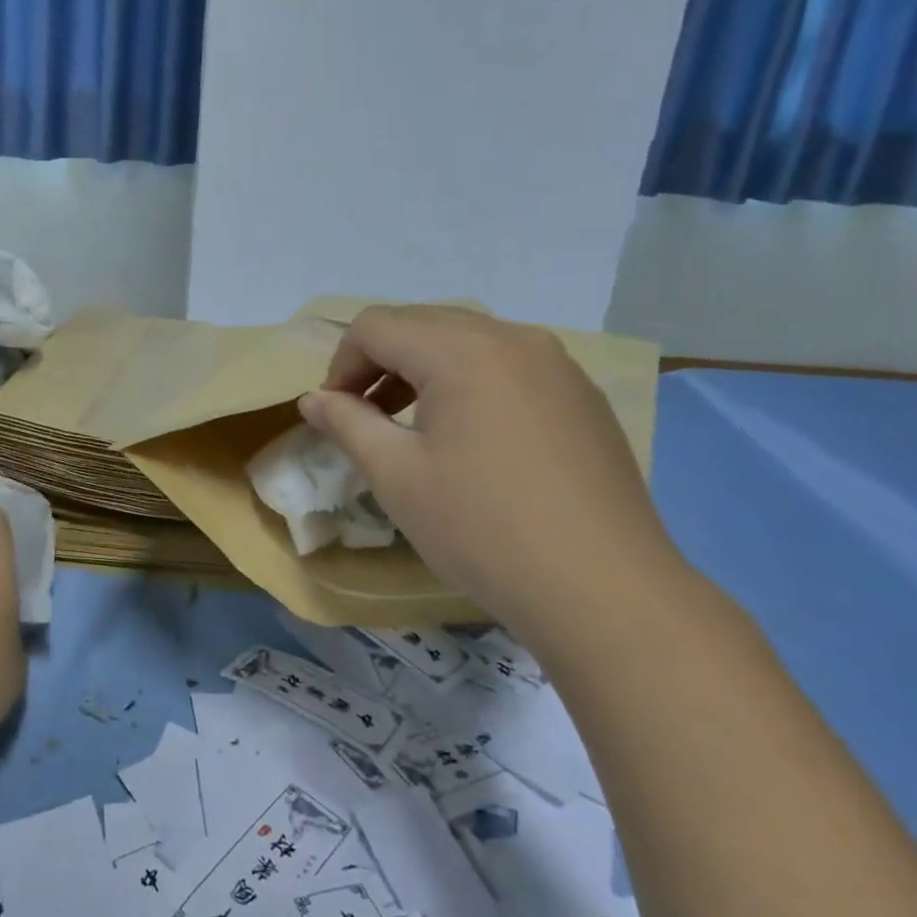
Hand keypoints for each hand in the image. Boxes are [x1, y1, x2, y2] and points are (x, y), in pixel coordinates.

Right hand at [299, 306, 682, 633]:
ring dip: (423, 370)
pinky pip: (508, 365)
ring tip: (412, 426)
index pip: (377, 325)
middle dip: (380, 363)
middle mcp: (513, 339)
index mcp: (463, 350)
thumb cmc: (482, 529)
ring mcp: (557, 364)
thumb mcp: (396, 476)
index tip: (334, 414)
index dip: (341, 364)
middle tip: (364, 418)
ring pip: (467, 341)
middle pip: (422, 324)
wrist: (604, 592)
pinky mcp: (581, 396)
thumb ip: (346, 423)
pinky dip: (470, 382)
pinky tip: (471, 437)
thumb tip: (312, 399)